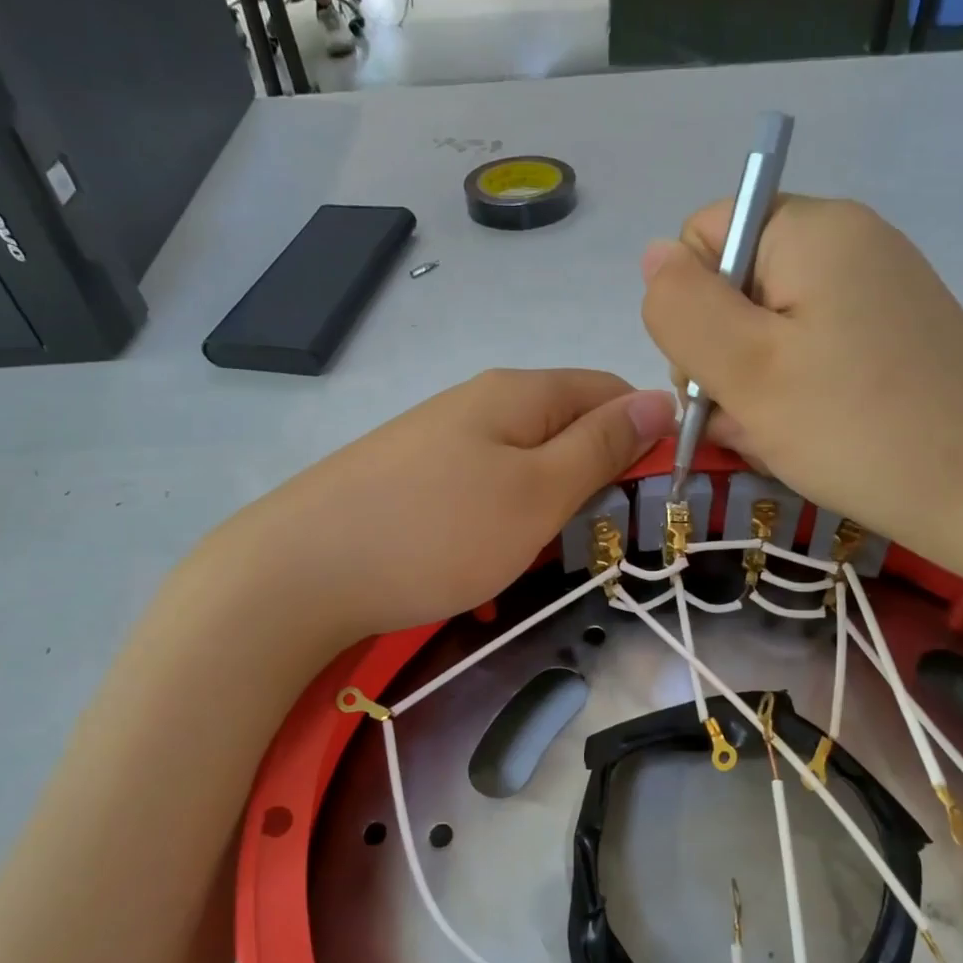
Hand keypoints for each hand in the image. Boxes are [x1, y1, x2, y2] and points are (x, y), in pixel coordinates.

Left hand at [219, 369, 675, 641]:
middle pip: (565, 428)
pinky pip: (481, 492)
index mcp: (519, 393)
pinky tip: (488, 565)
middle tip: (599, 541)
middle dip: (594, 480)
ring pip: (524, 466)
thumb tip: (660, 399)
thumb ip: (601, 446)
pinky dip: (500, 526)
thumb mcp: (537, 491)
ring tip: (542, 560)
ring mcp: (439, 440)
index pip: (609, 390)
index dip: (645, 435)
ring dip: (547, 511)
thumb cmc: (437, 532)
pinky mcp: (411, 479)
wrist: (302, 571)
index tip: (658, 496)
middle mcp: (478, 403)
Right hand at [640, 194, 962, 560]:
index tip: (715, 370)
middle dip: (721, 358)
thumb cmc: (856, 427)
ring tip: (779, 440)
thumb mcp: (745, 368)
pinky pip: (807, 359)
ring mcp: (872, 296)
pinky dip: (791, 400)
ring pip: (766, 335)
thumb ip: (682, 308)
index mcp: (811, 229)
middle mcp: (846, 246)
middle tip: (748, 418)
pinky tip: (804, 441)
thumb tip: (653, 257)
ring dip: (752, 390)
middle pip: (734, 288)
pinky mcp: (888, 341)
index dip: (690, 305)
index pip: (703, 237)